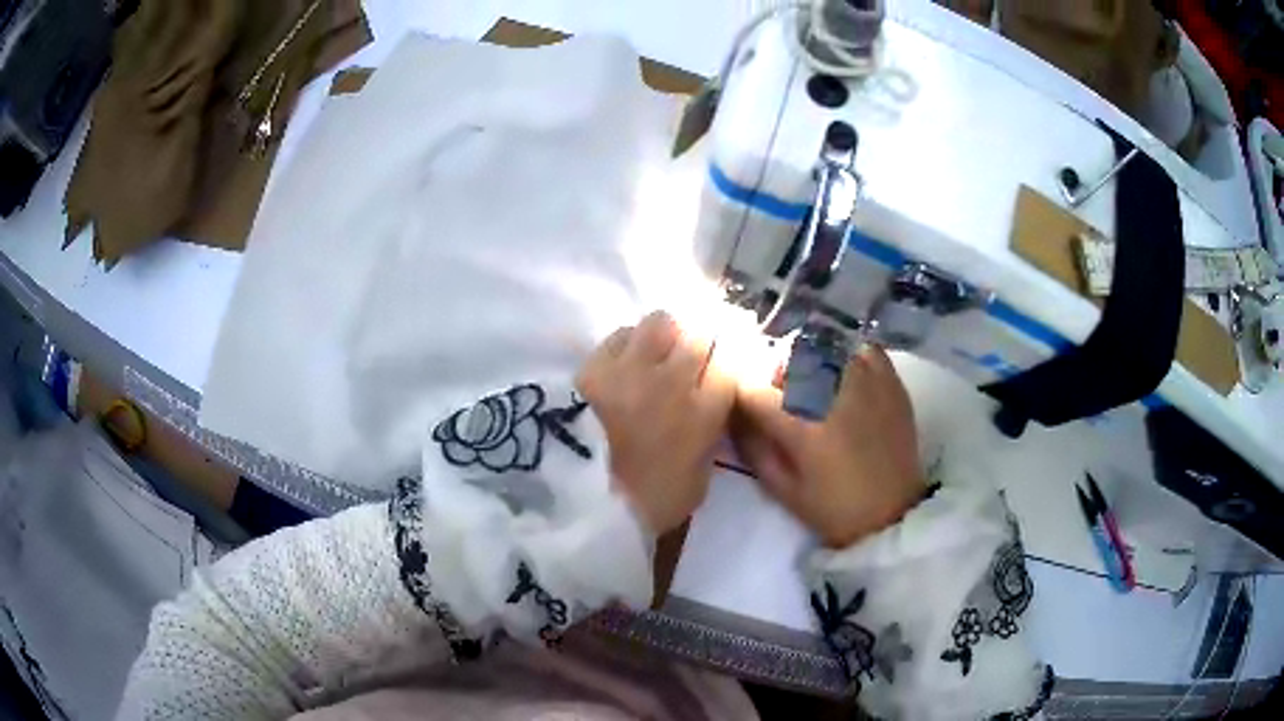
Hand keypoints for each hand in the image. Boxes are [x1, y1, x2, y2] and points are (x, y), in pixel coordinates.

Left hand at [576, 311, 735, 534]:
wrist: (579, 500)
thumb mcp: (696, 484)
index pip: (730, 363)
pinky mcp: (595, 364)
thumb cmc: (645, 503)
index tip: (721, 370)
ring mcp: (632, 367)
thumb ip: (708, 442)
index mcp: (703, 412)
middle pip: (698, 334)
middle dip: (699, 343)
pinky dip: (628, 343)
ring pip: (660, 322)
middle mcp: (673, 379)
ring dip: (664, 335)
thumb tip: (709, 417)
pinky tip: (623, 361)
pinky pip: (621, 334)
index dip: (727, 362)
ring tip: (655, 354)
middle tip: (689, 360)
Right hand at [731, 344, 925, 547]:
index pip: (752, 388)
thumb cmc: (834, 509)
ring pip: (823, 345)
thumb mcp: (782, 489)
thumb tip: (735, 415)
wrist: (893, 515)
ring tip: (812, 383)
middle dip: (772, 373)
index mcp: (801, 425)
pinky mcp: (890, 380)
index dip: (741, 396)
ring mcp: (865, 381)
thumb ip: (752, 447)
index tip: (745, 407)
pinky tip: (843, 371)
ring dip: (808, 359)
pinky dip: (847, 353)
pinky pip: (862, 348)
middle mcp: (831, 393)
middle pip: (785, 355)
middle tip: (779, 397)